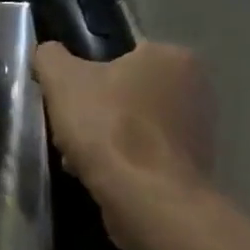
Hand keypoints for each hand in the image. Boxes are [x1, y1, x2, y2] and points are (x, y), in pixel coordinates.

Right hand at [32, 40, 213, 249]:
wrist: (146, 197)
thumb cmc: (108, 126)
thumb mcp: (61, 79)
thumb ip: (50, 57)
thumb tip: (49, 52)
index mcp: (172, 57)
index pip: (119, 56)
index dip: (86, 76)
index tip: (68, 99)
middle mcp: (197, 87)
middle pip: (126, 92)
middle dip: (95, 111)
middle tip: (69, 129)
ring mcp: (200, 130)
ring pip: (134, 125)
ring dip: (105, 138)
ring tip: (79, 159)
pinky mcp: (194, 166)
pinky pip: (146, 155)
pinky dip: (123, 162)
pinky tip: (100, 176)